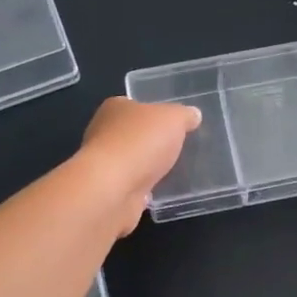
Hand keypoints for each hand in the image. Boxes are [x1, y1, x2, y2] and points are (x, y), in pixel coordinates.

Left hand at [80, 97, 201, 235]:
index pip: (135, 105)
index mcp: (115, 108)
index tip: (173, 124)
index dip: (154, 113)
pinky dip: (143, 187)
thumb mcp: (173, 119)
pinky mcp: (108, 190)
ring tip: (174, 171)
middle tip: (178, 147)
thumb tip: (193, 115)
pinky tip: (160, 191)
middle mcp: (103, 133)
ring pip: (132, 161)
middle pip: (133, 133)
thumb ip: (184, 115)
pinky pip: (131, 185)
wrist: (112, 189)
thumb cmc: (140, 142)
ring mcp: (104, 164)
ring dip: (147, 166)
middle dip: (152, 141)